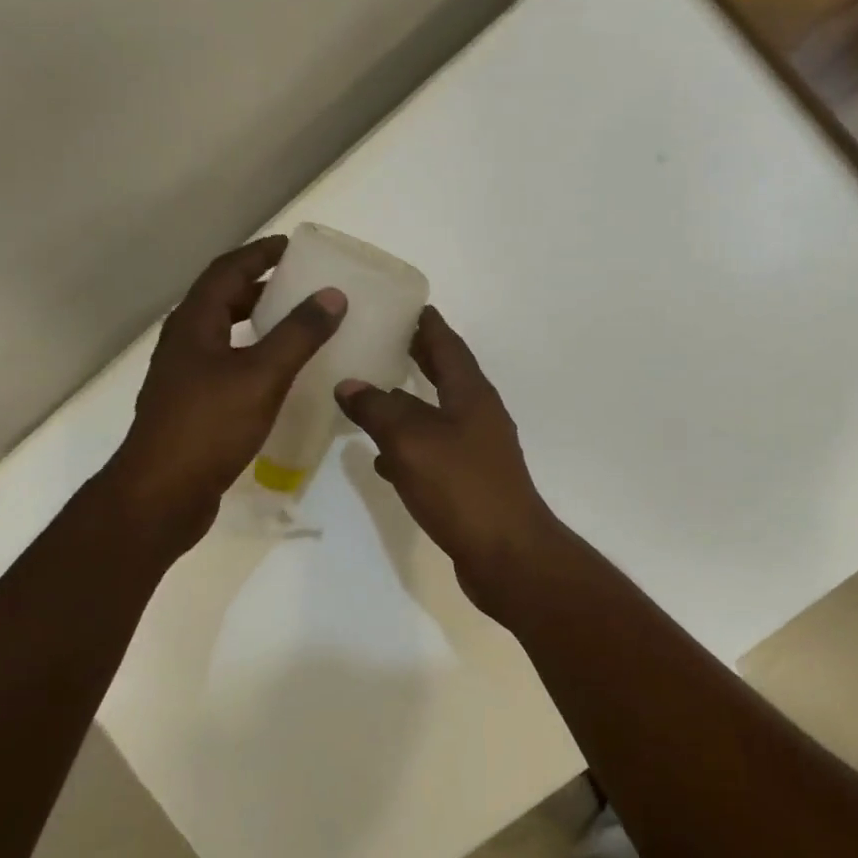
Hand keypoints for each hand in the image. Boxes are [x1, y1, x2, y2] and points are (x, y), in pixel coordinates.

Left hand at [101, 235, 344, 552]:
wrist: (163, 492)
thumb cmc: (209, 426)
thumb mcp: (261, 375)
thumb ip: (298, 335)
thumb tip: (332, 295)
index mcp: (195, 324)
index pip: (227, 271)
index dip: (259, 254)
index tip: (293, 246)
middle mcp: (186, 343)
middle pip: (223, 300)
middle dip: (260, 287)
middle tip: (301, 286)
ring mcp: (187, 377)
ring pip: (226, 335)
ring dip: (258, 323)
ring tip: (297, 326)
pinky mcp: (196, 407)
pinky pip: (230, 366)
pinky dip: (256, 357)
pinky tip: (280, 377)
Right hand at [335, 307, 564, 613]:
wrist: (506, 553)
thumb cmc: (462, 488)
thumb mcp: (411, 442)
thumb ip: (379, 410)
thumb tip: (351, 385)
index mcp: (471, 395)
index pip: (447, 344)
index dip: (425, 323)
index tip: (402, 303)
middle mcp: (478, 416)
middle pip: (445, 376)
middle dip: (416, 357)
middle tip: (380, 340)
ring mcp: (477, 451)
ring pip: (436, 416)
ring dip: (408, 404)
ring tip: (370, 394)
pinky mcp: (470, 483)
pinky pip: (434, 453)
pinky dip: (409, 448)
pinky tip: (382, 458)